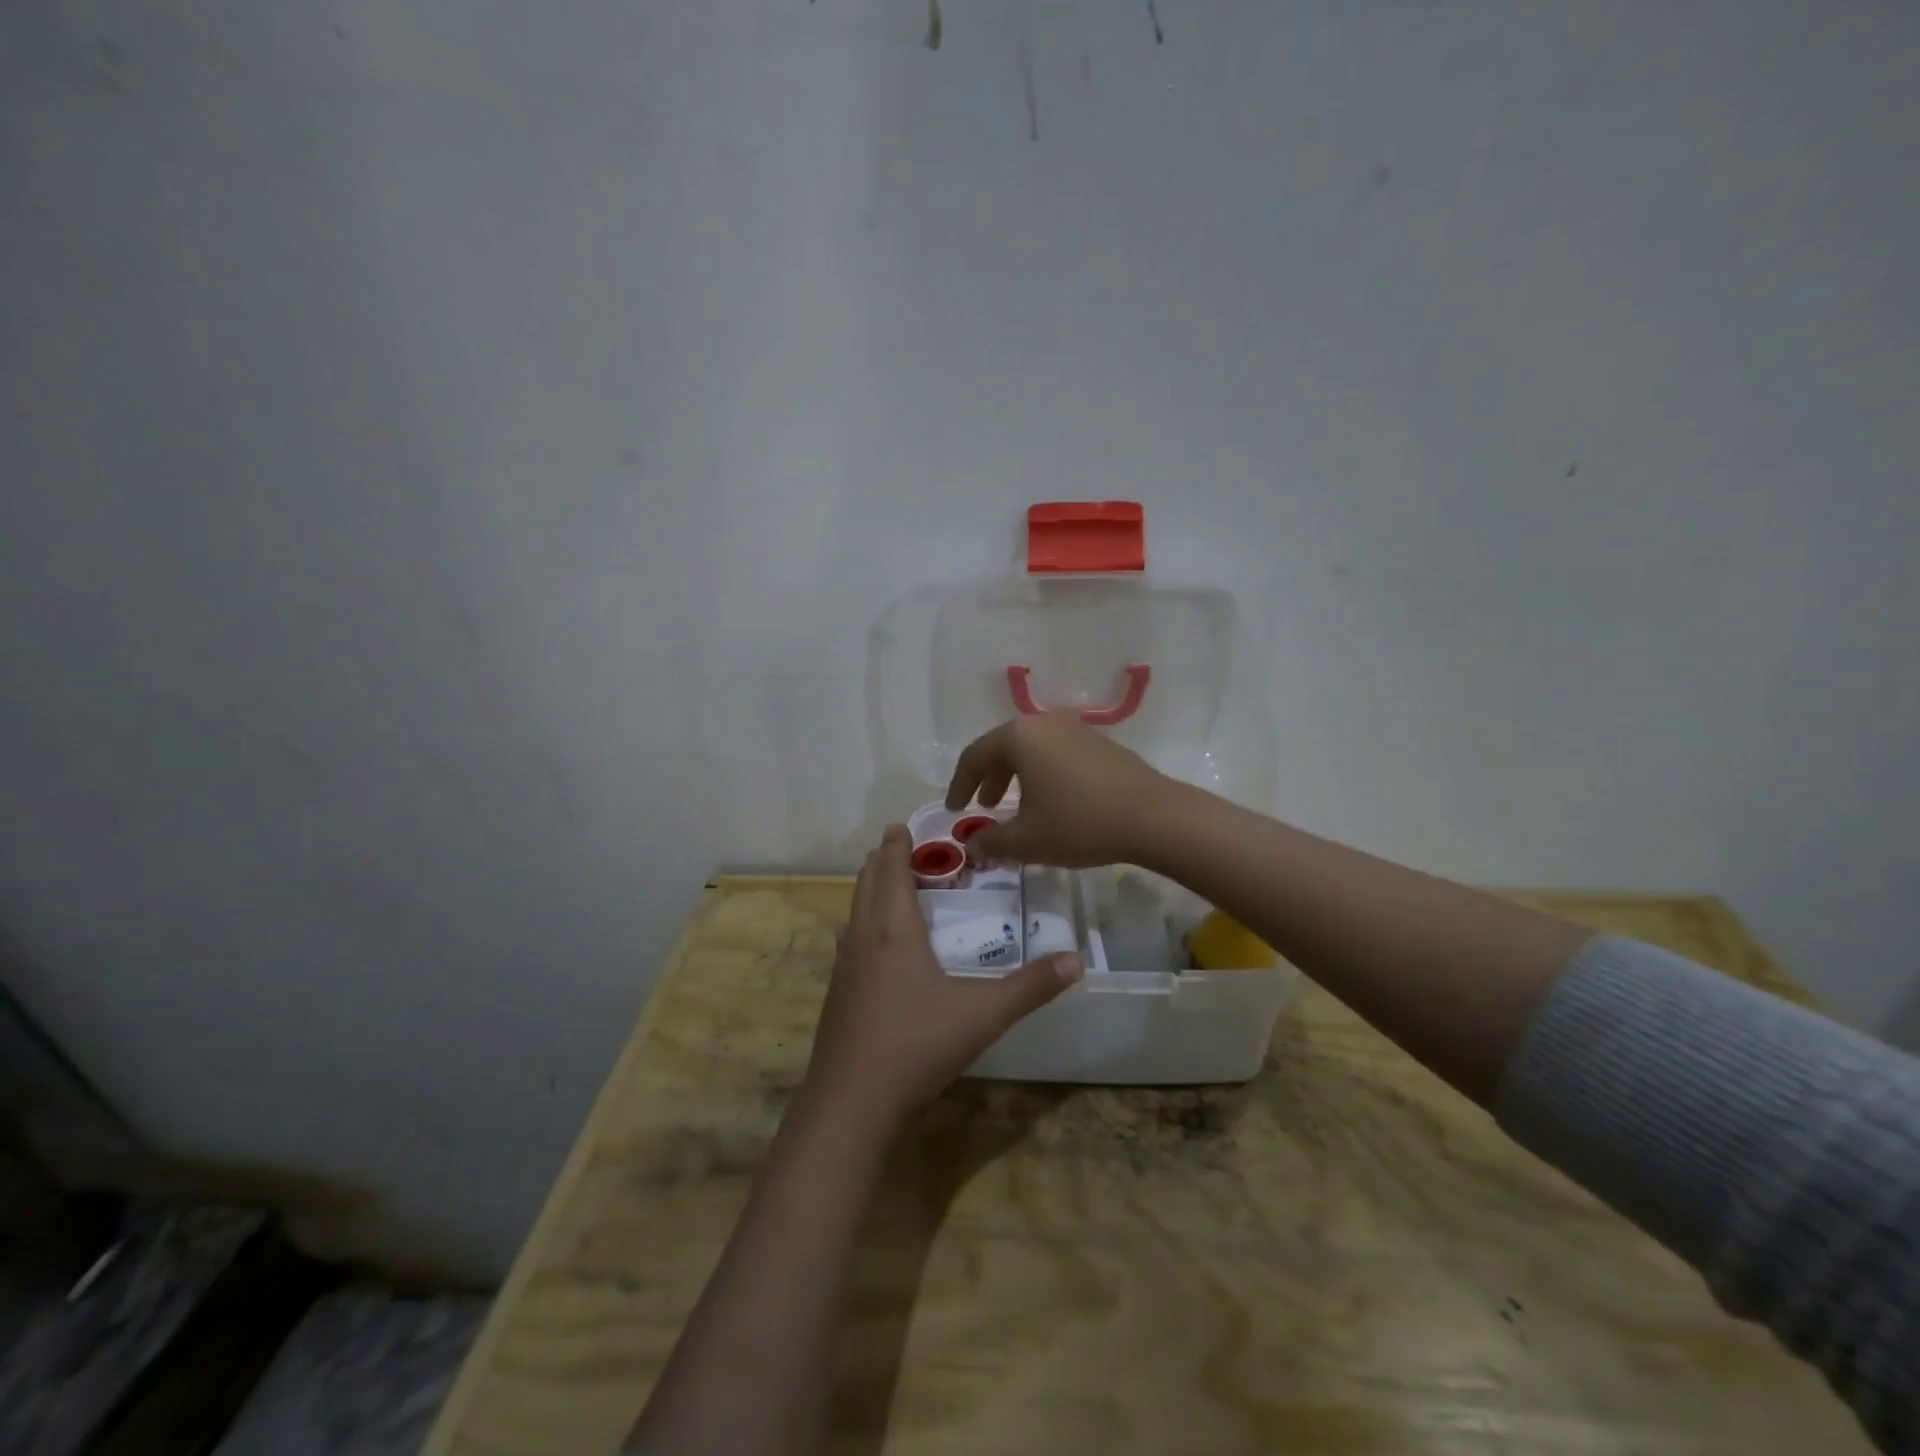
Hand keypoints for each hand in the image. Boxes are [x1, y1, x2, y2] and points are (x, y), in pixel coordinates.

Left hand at [806, 825, 1081, 1125]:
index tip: (902, 825)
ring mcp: (844, 967)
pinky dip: (863, 922)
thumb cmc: (916, 1045)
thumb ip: (1030, 987)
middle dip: (882, 860)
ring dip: (870, 889)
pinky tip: (875, 944)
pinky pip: (850, 940)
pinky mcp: (837, 994)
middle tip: (901, 846)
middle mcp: (863, 938)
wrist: (851, 1102)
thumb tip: (1076, 960)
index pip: (891, 870)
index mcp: (893, 930)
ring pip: (854, 910)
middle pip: (866, 883)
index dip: (896, 845)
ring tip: (891, 885)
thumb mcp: (982, 1015)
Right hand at [944, 714, 1174, 867]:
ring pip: (1031, 749)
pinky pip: (1056, 753)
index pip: (974, 757)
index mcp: (1019, 737)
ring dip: (1016, 777)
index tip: (954, 811)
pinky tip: (1052, 802)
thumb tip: (974, 843)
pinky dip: (1042, 774)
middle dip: (988, 778)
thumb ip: (992, 841)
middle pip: (1003, 747)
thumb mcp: (1027, 840)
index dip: (958, 785)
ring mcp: (1075, 729)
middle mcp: (1044, 723)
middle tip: (984, 807)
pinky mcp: (1099, 742)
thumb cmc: (1080, 823)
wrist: (1154, 817)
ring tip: (1017, 807)